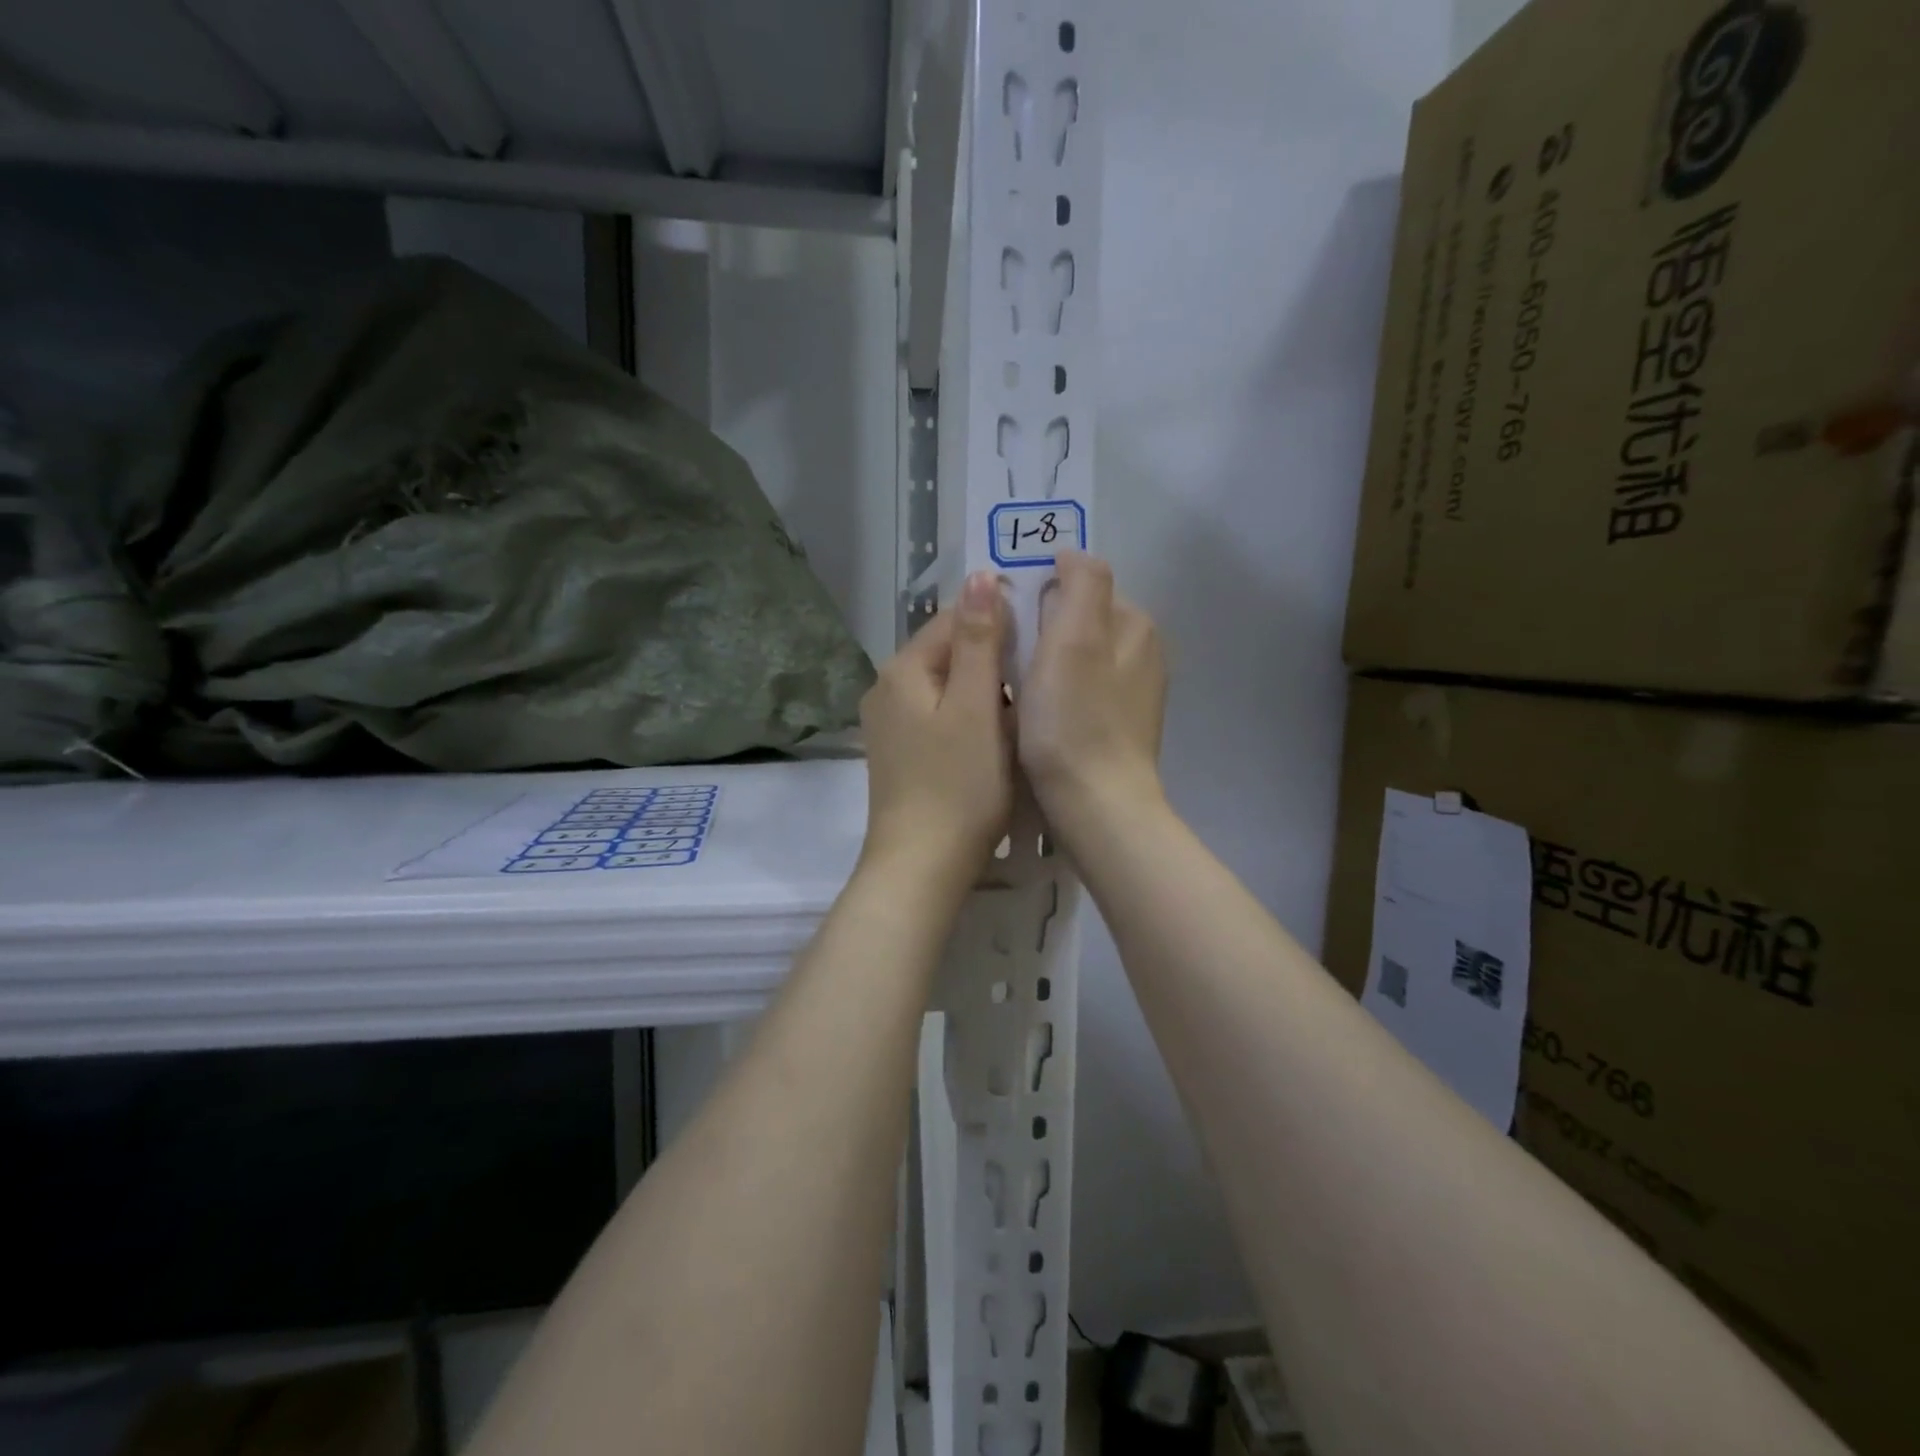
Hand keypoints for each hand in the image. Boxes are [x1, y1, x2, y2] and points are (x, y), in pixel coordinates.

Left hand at [860, 571, 1013, 887]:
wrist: (921, 866)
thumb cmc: (958, 785)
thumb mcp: (975, 707)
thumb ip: (979, 640)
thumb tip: (980, 576)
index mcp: (903, 669)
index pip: (954, 618)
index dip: (1000, 619)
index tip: (1044, 636)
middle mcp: (887, 688)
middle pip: (949, 652)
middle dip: (994, 657)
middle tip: (1040, 676)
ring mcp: (891, 723)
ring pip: (948, 686)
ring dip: (985, 689)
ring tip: (1025, 706)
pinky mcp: (901, 752)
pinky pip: (941, 716)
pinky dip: (970, 717)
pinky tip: (996, 737)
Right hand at [1018, 551, 1166, 832]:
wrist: (1096, 806)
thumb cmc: (1074, 720)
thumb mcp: (1075, 638)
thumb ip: (1081, 584)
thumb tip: (1073, 554)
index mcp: (1136, 625)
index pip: (1080, 586)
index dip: (1040, 599)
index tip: (1010, 629)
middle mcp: (1144, 654)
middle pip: (1079, 624)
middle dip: (1043, 634)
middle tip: (1010, 664)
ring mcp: (1135, 695)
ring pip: (1077, 660)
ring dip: (1046, 667)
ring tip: (1019, 694)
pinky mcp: (1121, 728)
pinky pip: (1081, 694)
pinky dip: (1059, 697)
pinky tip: (1041, 721)